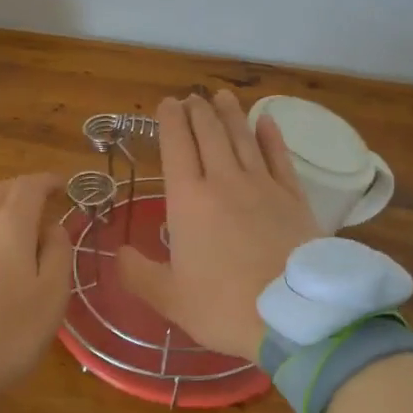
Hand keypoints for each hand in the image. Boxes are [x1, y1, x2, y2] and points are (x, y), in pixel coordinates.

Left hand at [0, 173, 71, 391]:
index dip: (48, 181)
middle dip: (22, 191)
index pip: (30, 186)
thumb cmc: (8, 328)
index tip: (63, 185)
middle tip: (40, 203)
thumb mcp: (52, 295)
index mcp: (8, 224)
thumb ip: (58, 253)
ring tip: (15, 233)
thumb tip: (53, 228)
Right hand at [117, 91, 319, 362]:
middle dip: (198, 111)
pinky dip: (271, 136)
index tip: (168, 103)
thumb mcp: (170, 298)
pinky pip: (280, 157)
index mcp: (188, 200)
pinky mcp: (294, 197)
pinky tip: (267, 122)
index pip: (177, 146)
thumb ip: (138, 274)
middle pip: (210, 134)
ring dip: (231, 114)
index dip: (171, 121)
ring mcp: (263, 186)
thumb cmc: (223, 307)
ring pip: (243, 138)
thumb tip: (119, 253)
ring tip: (222, 96)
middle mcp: (224, 181)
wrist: (294, 316)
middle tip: (193, 97)